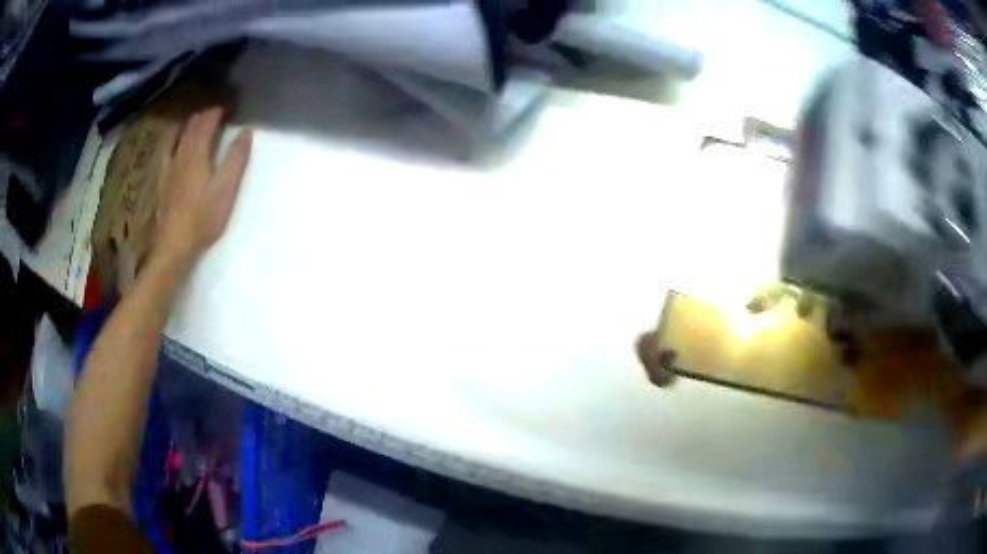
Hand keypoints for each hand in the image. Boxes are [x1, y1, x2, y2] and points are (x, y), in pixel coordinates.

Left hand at [156, 107, 252, 268]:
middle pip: (192, 124)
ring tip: (200, 126)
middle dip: (205, 115)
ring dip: (190, 125)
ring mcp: (169, 166)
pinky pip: (168, 150)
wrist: (173, 246)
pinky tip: (177, 145)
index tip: (230, 108)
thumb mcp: (226, 190)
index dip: (218, 111)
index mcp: (197, 152)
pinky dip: (175, 140)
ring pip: (179, 134)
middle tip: (218, 116)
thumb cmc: (203, 219)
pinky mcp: (162, 179)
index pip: (207, 120)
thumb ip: (236, 159)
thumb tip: (246, 131)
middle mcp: (181, 153)